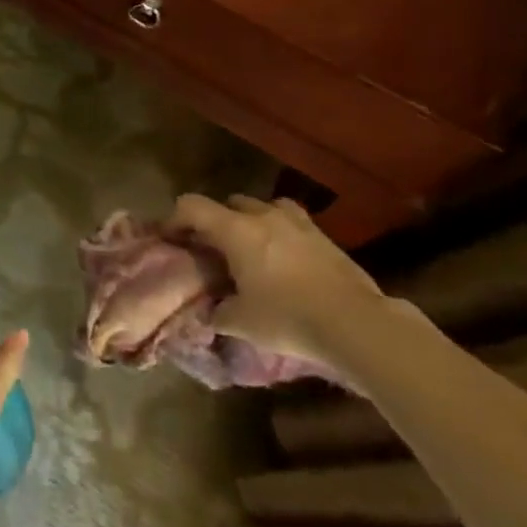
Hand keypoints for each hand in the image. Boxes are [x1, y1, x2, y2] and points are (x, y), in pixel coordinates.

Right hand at [167, 194, 385, 370]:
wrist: (357, 324)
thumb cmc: (288, 318)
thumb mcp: (240, 323)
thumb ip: (218, 312)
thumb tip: (210, 312)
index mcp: (236, 230)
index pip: (192, 206)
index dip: (174, 218)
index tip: (169, 238)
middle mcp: (264, 217)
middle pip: (229, 203)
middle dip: (216, 220)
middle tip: (213, 247)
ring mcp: (298, 224)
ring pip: (265, 207)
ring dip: (252, 220)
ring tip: (251, 247)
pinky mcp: (325, 238)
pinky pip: (292, 223)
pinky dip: (281, 233)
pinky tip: (285, 260)